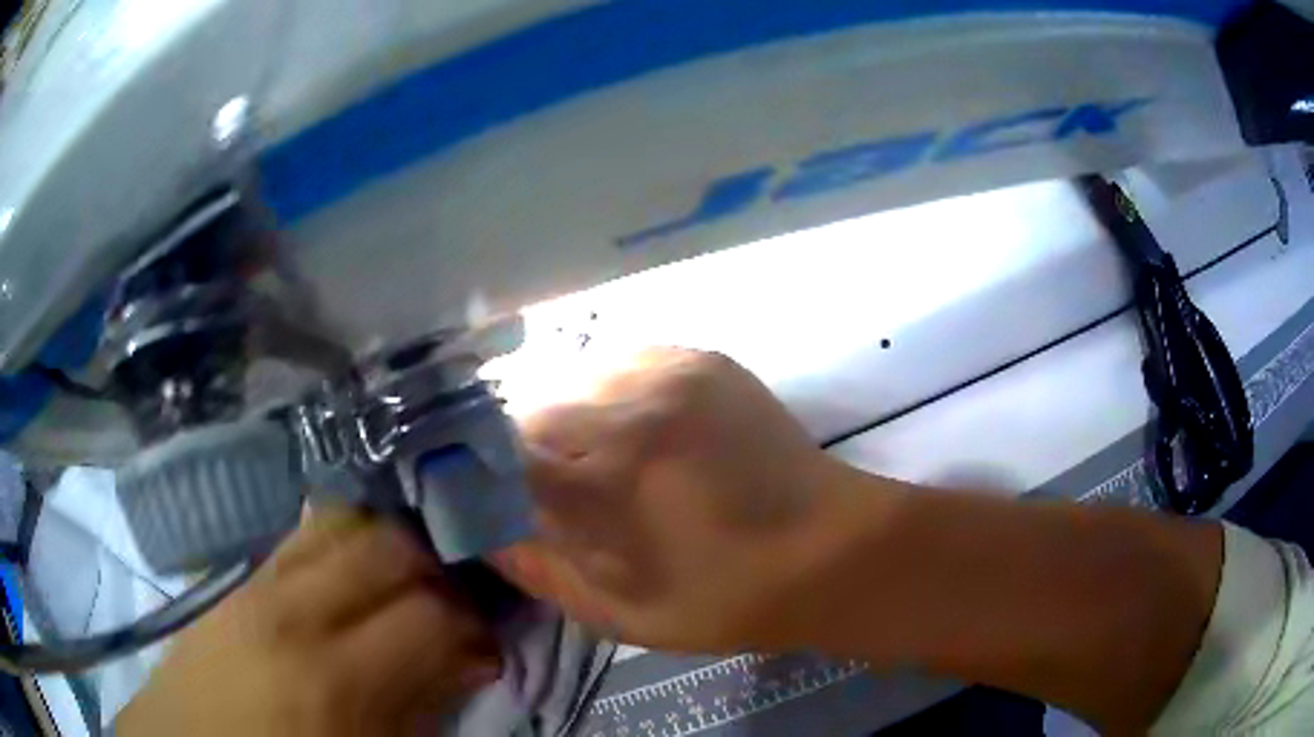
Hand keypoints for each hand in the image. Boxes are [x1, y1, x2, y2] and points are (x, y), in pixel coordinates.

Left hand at [117, 510, 500, 736]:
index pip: (430, 615)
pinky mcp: (236, 578)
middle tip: (451, 605)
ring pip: (340, 520)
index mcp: (330, 677)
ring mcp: (256, 583)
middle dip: (437, 568)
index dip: (473, 628)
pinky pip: (299, 534)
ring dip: (387, 543)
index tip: (485, 648)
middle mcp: (291, 609)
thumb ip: (418, 710)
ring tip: (405, 580)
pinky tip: (353, 572)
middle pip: (387, 545)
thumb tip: (465, 663)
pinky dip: (341, 540)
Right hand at [494, 348, 887, 652]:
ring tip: (605, 462)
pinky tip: (641, 433)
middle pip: (535, 411)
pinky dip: (613, 397)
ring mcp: (672, 371)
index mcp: (609, 483)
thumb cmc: (726, 600)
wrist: (830, 549)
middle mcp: (632, 409)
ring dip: (573, 421)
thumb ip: (538, 569)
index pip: (500, 454)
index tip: (493, 498)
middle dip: (531, 452)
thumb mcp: (621, 614)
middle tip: (560, 491)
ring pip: (576, 381)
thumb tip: (480, 530)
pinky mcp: (702, 358)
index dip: (484, 475)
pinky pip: (623, 365)